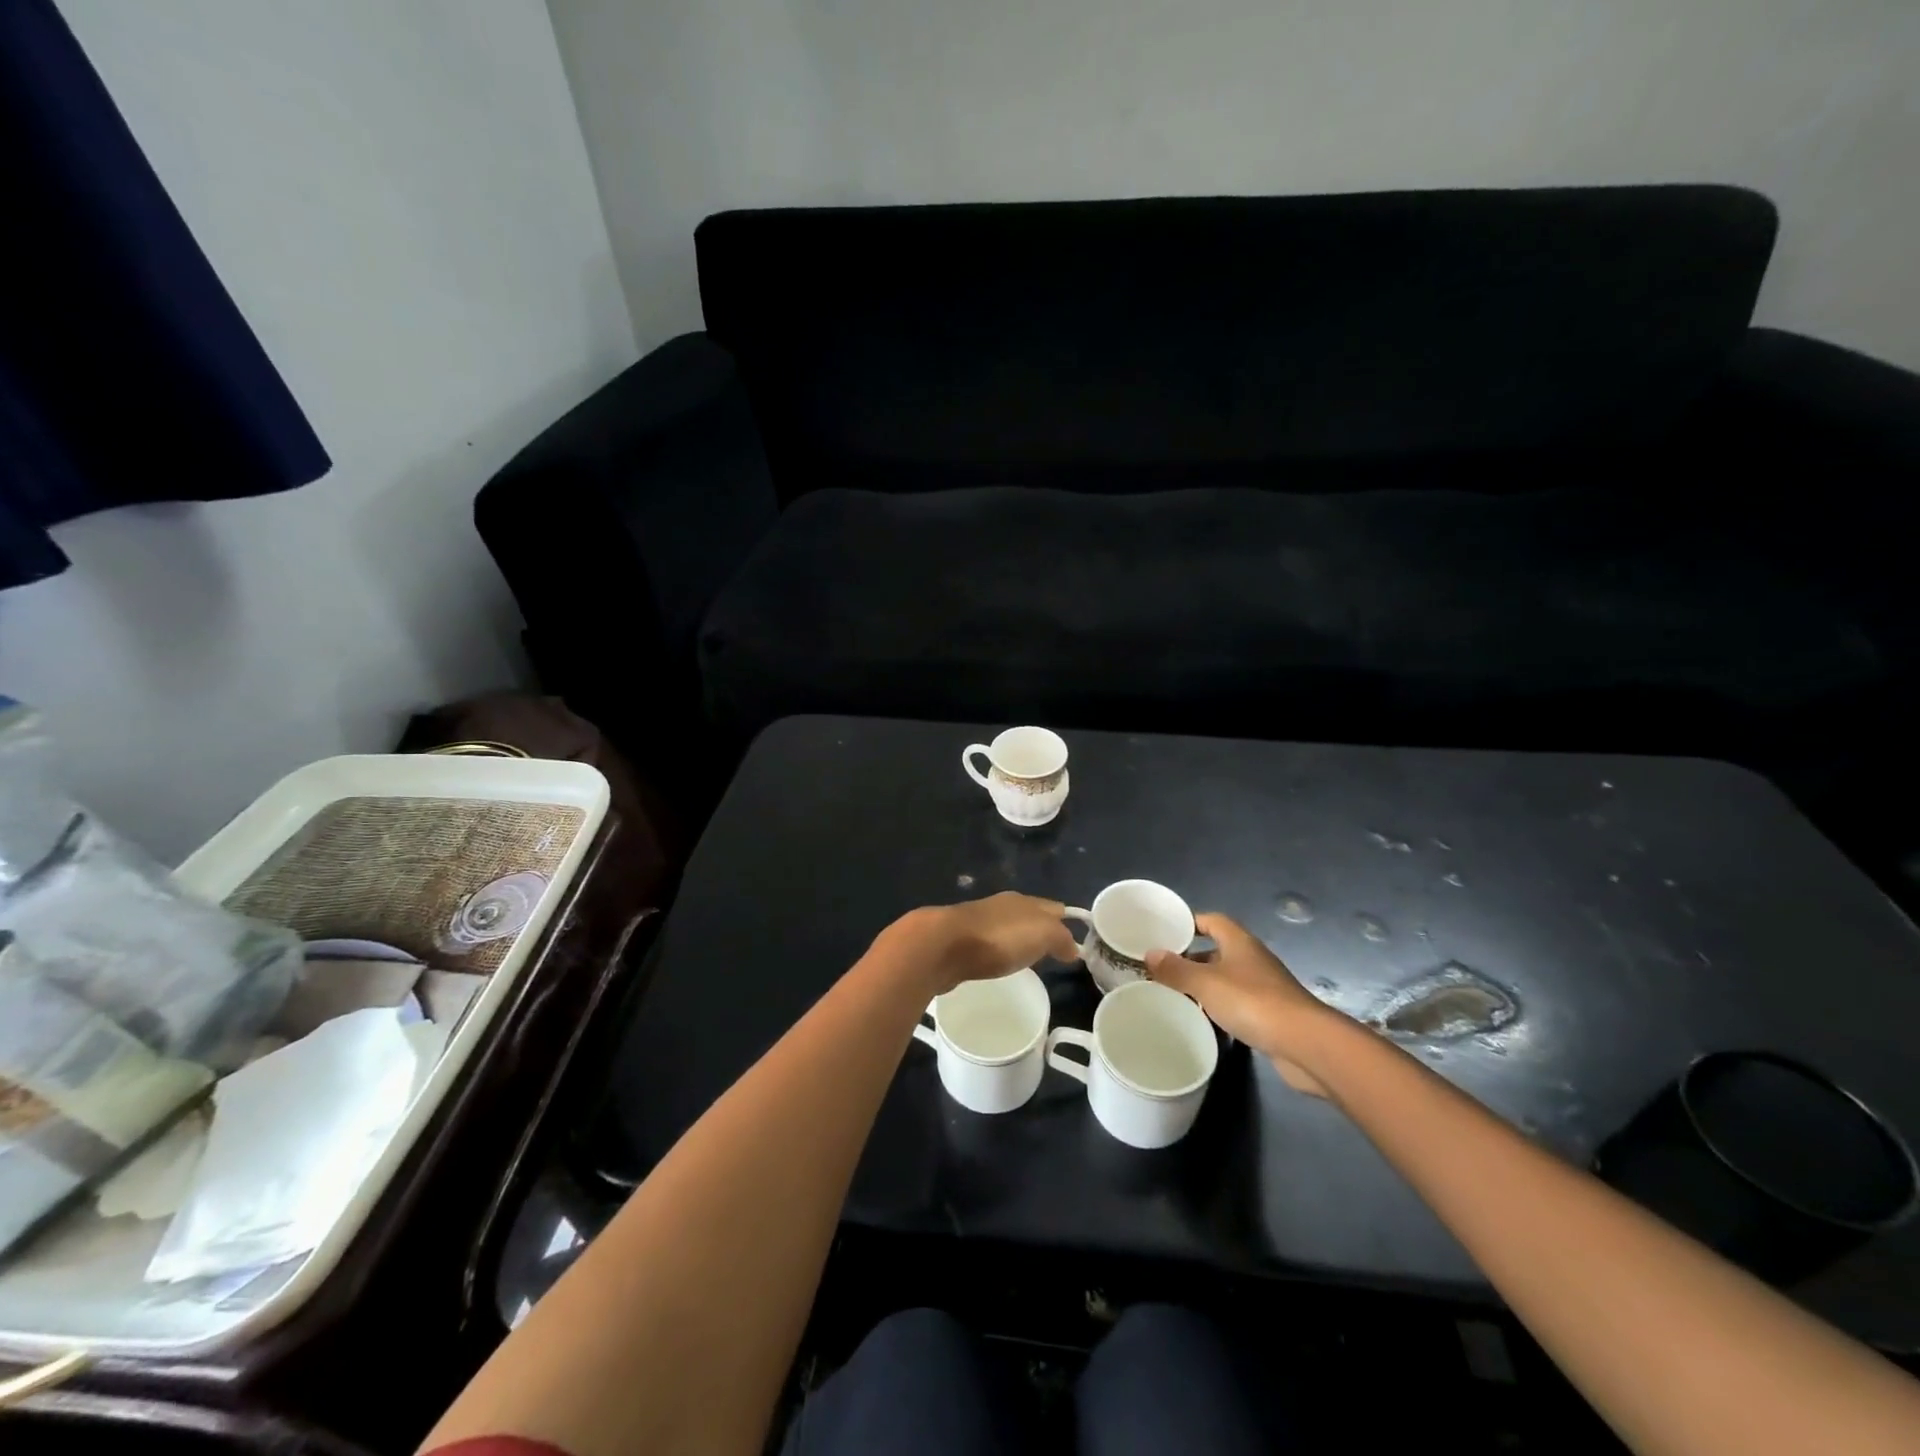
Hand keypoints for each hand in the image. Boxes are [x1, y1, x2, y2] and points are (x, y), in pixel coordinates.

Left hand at [880, 892, 1080, 995]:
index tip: (1077, 940)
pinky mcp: (960, 942)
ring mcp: (978, 922)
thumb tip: (1073, 948)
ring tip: (1028, 960)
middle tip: (1054, 952)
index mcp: (1023, 901)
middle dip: (1042, 929)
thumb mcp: (1042, 934)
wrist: (943, 946)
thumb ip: (1061, 938)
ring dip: (1017, 940)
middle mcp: (1001, 906)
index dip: (1066, 921)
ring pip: (1007, 928)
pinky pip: (988, 944)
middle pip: (1029, 916)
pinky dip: (997, 952)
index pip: (1053, 907)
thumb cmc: (999, 938)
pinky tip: (998, 964)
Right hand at [1146, 913, 1341, 1095]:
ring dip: (1205, 984)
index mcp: (1239, 942)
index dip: (1189, 923)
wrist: (1305, 1043)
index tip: (1166, 933)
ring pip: (1226, 977)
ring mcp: (1264, 986)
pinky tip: (1204, 1019)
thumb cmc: (1253, 1002)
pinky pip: (1237, 1002)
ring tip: (1176, 994)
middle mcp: (1252, 958)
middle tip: (1163, 968)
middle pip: (1218, 949)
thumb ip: (1176, 969)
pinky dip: (1220, 1006)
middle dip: (1192, 957)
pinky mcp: (1270, 1013)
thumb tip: (1149, 954)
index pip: (1212, 920)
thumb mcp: (1206, 983)